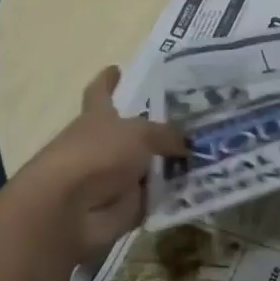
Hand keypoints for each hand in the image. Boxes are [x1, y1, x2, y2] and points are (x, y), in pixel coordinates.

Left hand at [7, 67, 186, 265]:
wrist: (69, 213)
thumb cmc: (96, 155)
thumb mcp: (139, 134)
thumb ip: (166, 134)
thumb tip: (187, 143)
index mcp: (97, 117)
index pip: (101, 92)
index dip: (108, 81)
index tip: (115, 68)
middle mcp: (103, 145)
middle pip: (132, 132)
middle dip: (157, 128)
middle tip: (194, 119)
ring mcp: (113, 178)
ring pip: (147, 166)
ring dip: (171, 163)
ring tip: (210, 150)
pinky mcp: (124, 208)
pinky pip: (155, 198)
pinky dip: (174, 195)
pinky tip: (205, 184)